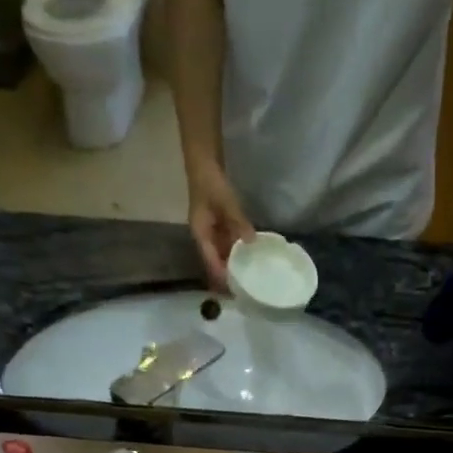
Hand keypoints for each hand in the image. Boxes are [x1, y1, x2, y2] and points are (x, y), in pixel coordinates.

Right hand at [186, 164, 254, 290]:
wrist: (204, 162)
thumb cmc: (211, 182)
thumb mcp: (226, 202)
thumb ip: (238, 222)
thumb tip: (251, 242)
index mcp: (200, 234)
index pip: (211, 262)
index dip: (221, 276)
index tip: (234, 290)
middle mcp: (204, 237)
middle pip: (215, 262)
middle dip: (228, 275)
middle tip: (245, 289)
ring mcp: (211, 231)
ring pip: (222, 253)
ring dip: (234, 264)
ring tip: (250, 277)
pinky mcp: (219, 225)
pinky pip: (228, 243)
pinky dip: (238, 251)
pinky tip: (250, 256)